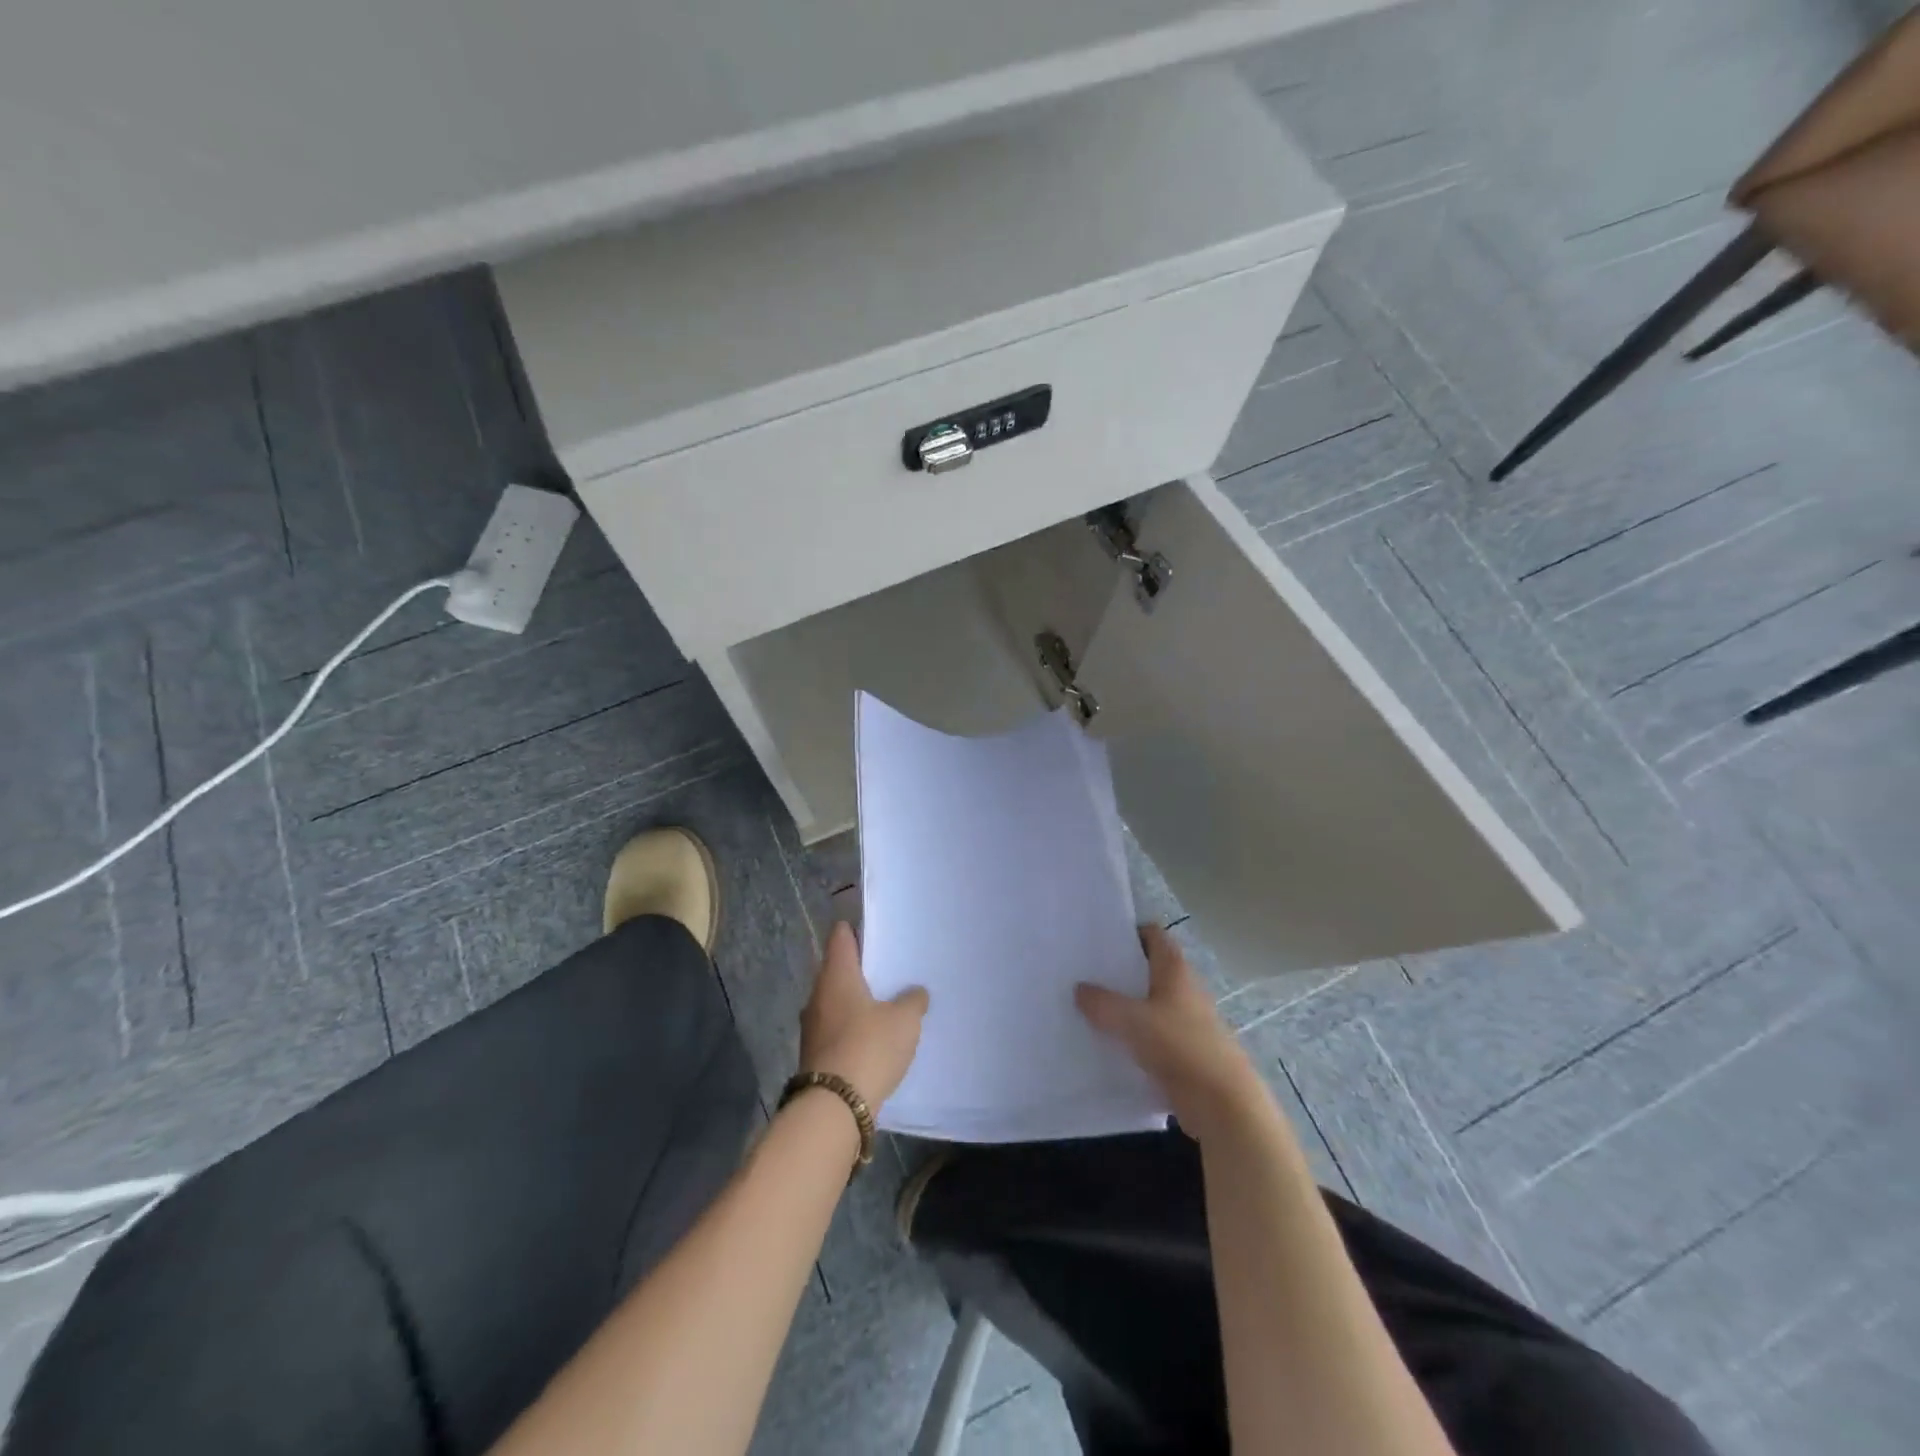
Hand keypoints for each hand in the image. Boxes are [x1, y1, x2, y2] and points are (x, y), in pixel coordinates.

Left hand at [799, 922, 928, 1107]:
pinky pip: (835, 1027)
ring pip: (835, 1000)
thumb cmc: (869, 1047)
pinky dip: (852, 1026)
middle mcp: (818, 994)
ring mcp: (812, 1025)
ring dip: (855, 1000)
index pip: (840, 936)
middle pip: (837, 969)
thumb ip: (913, 1000)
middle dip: (860, 968)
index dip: (856, 929)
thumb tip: (915, 992)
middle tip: (889, 969)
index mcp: (837, 974)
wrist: (834, 1107)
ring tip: (885, 1004)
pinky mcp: (814, 1053)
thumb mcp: (905, 1020)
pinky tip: (873, 1037)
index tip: (876, 931)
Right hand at [1076, 924, 1269, 1140]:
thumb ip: (1102, 1003)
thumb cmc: (1180, 1046)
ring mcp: (1186, 1021)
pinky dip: (1133, 1036)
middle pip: (1148, 969)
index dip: (1129, 932)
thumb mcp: (1132, 1020)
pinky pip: (1152, 1034)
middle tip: (1084, 974)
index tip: (1098, 940)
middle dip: (1119, 970)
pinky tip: (1108, 1044)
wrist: (1222, 1103)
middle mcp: (1183, 989)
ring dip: (1125, 1006)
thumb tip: (1079, 989)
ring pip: (1149, 1003)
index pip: (1153, 935)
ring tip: (1088, 1009)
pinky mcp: (1184, 1051)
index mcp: (1175, 970)